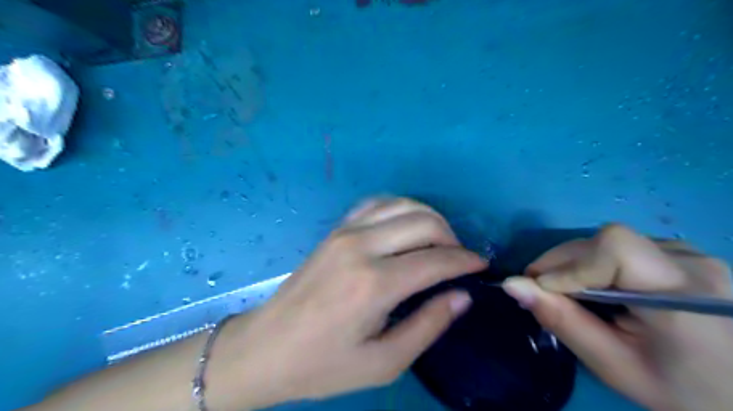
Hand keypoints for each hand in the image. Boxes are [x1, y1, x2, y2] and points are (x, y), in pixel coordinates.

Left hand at [218, 197, 488, 409]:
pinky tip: (406, 226)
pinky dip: (400, 208)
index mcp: (374, 283)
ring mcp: (346, 232)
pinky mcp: (336, 229)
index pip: (436, 260)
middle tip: (459, 259)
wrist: (267, 347)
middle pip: (424, 222)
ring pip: (403, 205)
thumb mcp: (383, 362)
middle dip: (452, 237)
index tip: (482, 266)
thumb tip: (462, 295)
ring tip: (438, 242)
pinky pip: (377, 203)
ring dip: (429, 219)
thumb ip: (428, 325)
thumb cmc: (323, 364)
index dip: (466, 261)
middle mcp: (361, 246)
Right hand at [501, 225, 732, 409]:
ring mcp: (694, 254)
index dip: (570, 265)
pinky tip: (598, 286)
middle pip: (607, 241)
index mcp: (683, 294)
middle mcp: (692, 261)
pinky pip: (625, 247)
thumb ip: (563, 321)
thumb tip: (512, 285)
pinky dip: (597, 263)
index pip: (614, 248)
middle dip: (563, 262)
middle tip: (539, 289)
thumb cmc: (682, 391)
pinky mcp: (686, 255)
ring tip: (568, 291)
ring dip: (578, 262)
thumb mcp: (614, 365)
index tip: (542, 290)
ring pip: (612, 241)